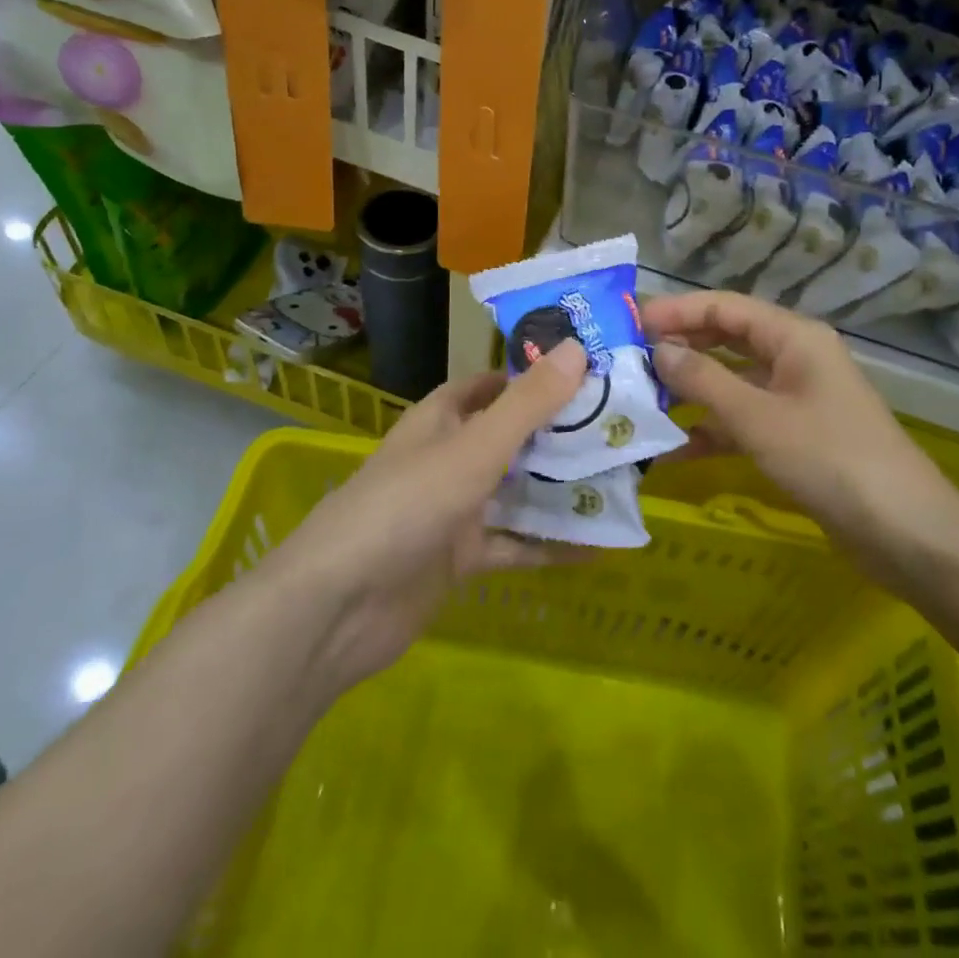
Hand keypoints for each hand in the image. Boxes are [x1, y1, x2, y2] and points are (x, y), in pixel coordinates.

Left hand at [262, 339, 587, 694]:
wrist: (338, 609)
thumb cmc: (405, 506)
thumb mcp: (474, 449)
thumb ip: (527, 404)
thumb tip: (578, 349)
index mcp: (442, 419)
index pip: (491, 384)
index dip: (532, 375)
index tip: (587, 371)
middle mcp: (449, 457)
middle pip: (511, 437)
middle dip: (559, 432)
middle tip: (619, 425)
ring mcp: (454, 509)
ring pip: (517, 490)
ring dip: (559, 488)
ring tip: (621, 479)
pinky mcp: (460, 558)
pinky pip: (514, 544)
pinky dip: (549, 544)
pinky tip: (597, 546)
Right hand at [644, 291, 958, 589]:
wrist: (905, 532)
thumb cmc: (830, 460)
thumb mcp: (758, 418)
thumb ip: (703, 380)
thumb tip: (658, 350)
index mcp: (793, 337)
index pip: (724, 307)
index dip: (676, 311)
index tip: (630, 323)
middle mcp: (795, 358)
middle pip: (727, 340)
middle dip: (680, 348)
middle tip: (628, 361)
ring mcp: (797, 398)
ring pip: (733, 381)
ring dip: (692, 391)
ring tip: (641, 401)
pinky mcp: (797, 436)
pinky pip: (745, 420)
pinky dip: (714, 429)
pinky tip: (676, 450)